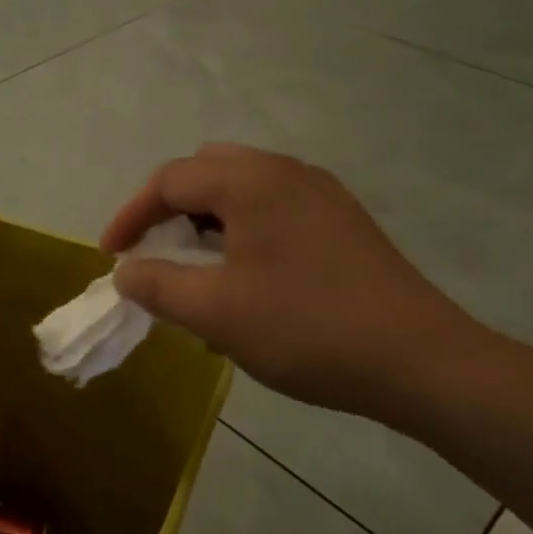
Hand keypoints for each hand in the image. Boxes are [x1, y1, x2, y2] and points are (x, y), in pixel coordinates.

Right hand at [102, 145, 482, 420]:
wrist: (421, 361)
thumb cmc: (306, 329)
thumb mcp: (215, 312)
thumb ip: (157, 285)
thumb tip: (127, 271)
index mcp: (251, 181)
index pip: (169, 180)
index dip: (130, 215)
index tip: (111, 256)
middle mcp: (285, 172)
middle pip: (206, 172)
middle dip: (169, 209)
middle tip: (153, 251)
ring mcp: (320, 194)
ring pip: (242, 189)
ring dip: (206, 221)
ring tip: (194, 270)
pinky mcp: (342, 221)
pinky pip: (273, 209)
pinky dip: (241, 231)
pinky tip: (244, 280)